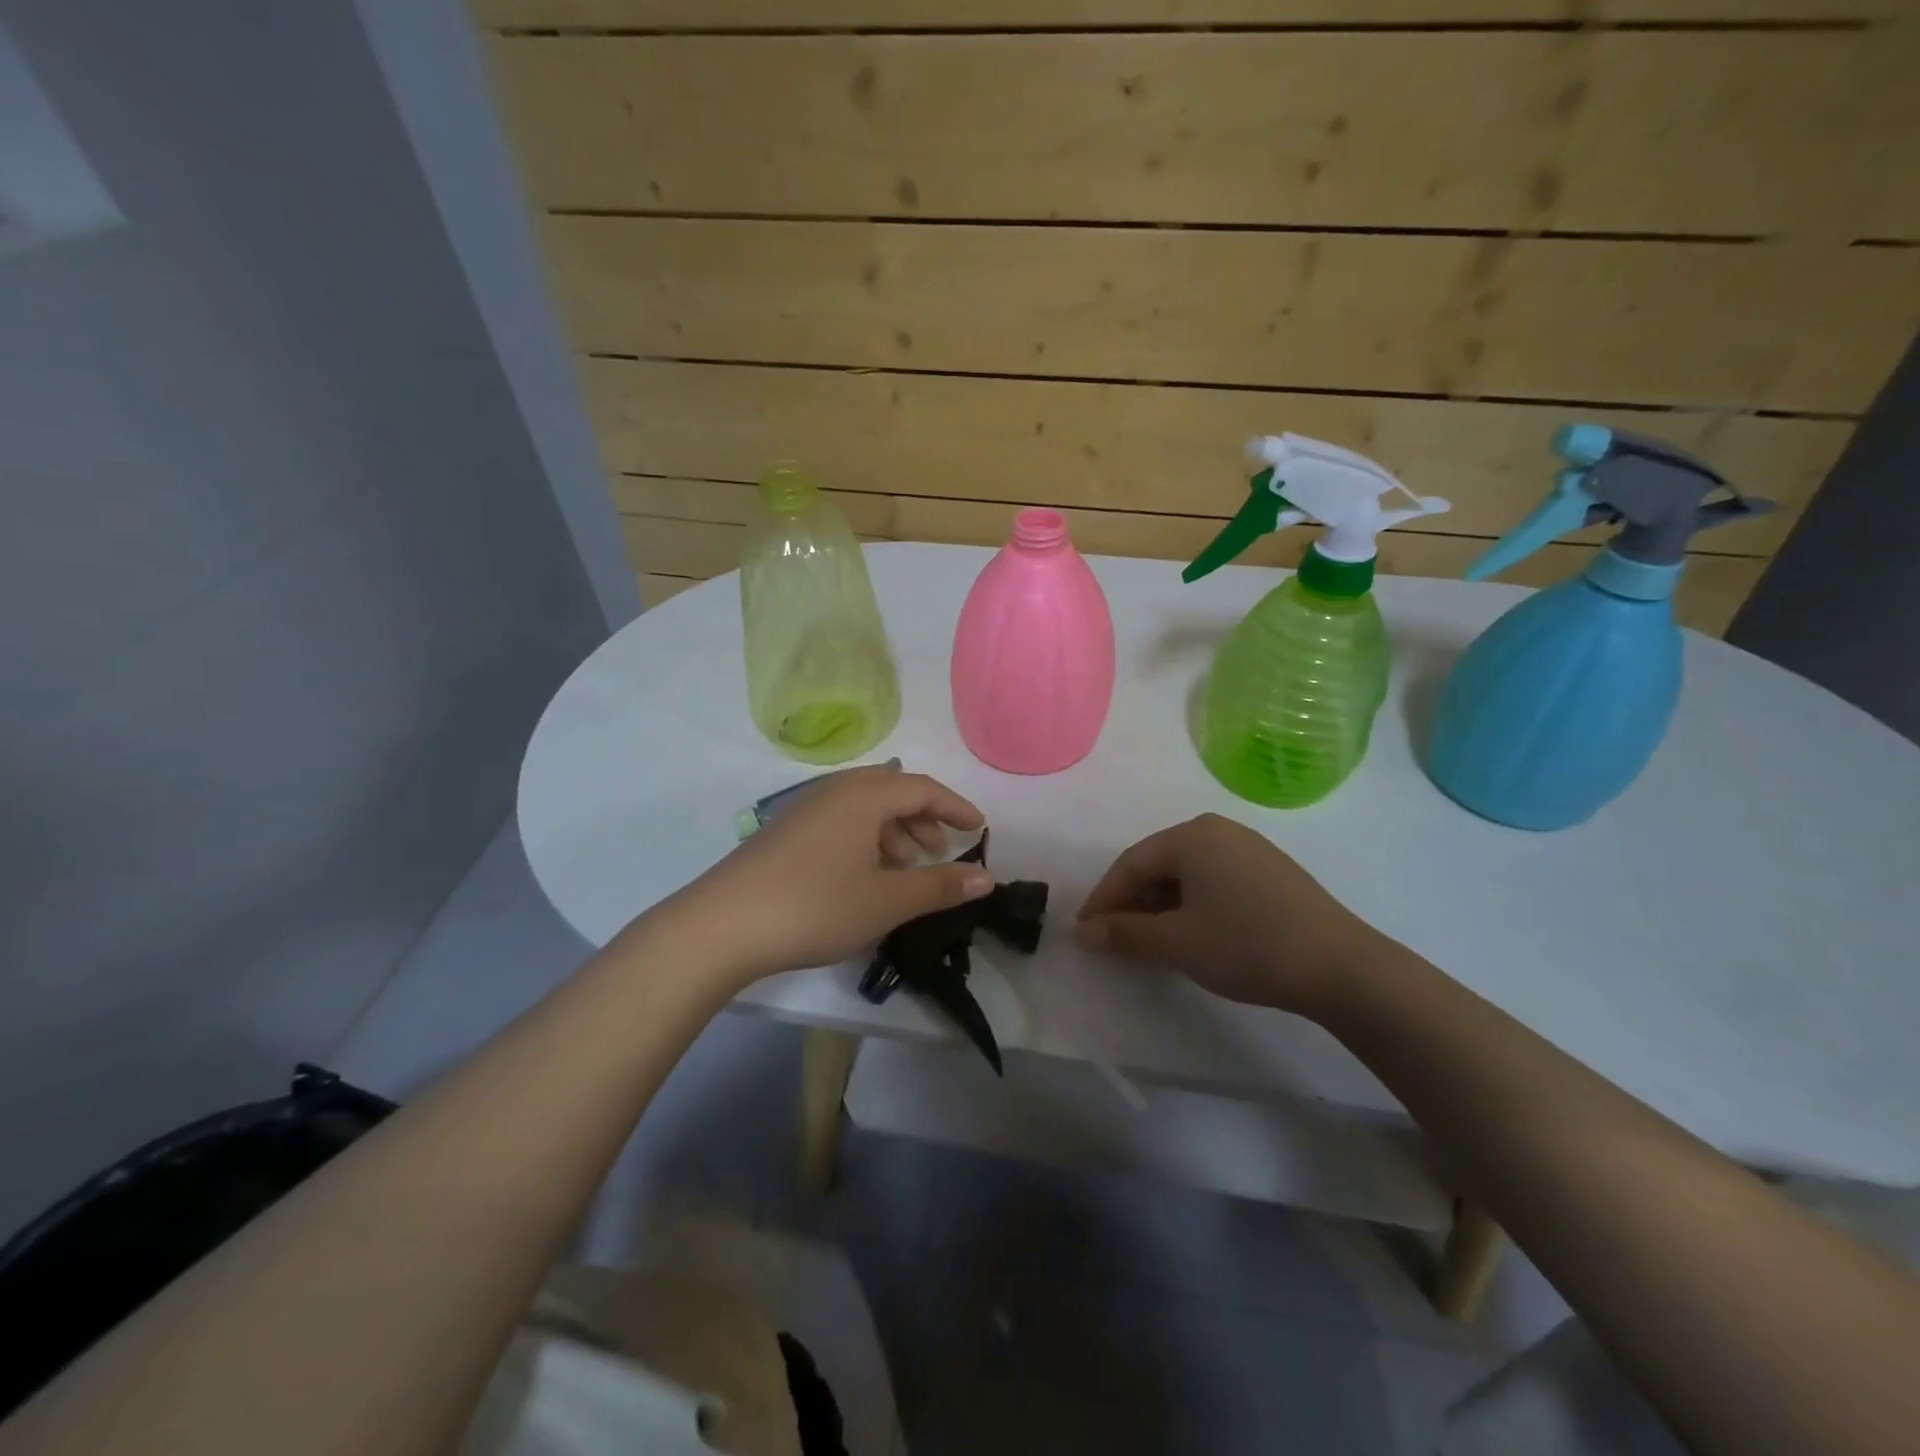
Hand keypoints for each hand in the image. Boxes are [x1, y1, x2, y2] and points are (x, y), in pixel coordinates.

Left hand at [669, 766, 991, 983]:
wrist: (721, 926)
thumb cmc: (815, 906)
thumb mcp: (887, 901)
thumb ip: (939, 886)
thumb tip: (986, 877)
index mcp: (864, 795)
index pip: (922, 788)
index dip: (955, 807)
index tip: (978, 829)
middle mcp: (835, 790)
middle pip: (892, 791)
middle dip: (923, 818)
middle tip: (940, 852)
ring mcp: (805, 809)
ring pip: (864, 807)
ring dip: (894, 831)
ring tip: (906, 870)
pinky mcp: (785, 831)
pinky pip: (840, 821)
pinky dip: (865, 839)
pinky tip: (864, 876)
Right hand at [1075, 814, 1391, 1016]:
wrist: (1343, 967)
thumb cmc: (1248, 945)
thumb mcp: (1177, 942)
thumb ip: (1124, 934)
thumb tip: (1083, 933)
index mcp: (1192, 836)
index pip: (1131, 863)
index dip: (1103, 899)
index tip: (1086, 932)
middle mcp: (1218, 830)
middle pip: (1158, 864)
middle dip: (1132, 902)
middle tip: (1114, 939)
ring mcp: (1249, 849)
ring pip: (1187, 874)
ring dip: (1160, 906)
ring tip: (1150, 941)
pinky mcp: (1271, 871)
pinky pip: (1214, 880)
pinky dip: (1191, 905)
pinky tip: (1192, 933)